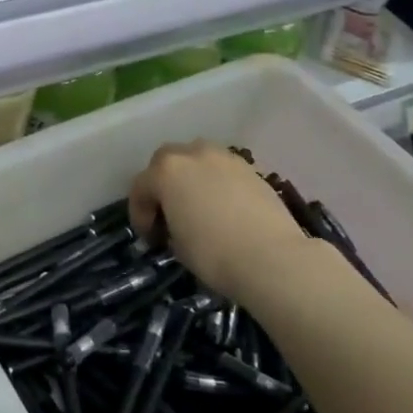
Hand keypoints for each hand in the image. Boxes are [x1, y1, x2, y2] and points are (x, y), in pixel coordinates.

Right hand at [129, 140, 336, 299]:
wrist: (272, 258)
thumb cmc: (214, 254)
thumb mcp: (177, 245)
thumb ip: (170, 226)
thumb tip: (178, 226)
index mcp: (166, 171)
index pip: (140, 188)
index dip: (140, 215)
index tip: (150, 239)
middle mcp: (192, 154)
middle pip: (166, 162)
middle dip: (162, 185)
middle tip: (168, 214)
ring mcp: (224, 158)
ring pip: (197, 160)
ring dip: (191, 177)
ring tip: (197, 205)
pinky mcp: (251, 169)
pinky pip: (223, 171)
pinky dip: (217, 183)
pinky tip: (224, 207)